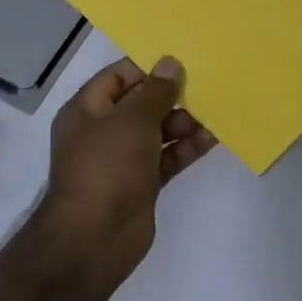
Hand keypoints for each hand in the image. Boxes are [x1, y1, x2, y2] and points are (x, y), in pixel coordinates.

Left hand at [38, 56, 216, 296]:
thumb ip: (155, 92)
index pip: (118, 76)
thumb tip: (171, 63)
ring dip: (184, 122)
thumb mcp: (131, 121)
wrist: (95, 238)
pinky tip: (212, 139)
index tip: (183, 62)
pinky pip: (166, 157)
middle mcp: (102, 131)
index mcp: (86, 110)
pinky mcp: (141, 183)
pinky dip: (186, 148)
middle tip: (207, 88)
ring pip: (157, 131)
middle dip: (172, 97)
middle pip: (140, 104)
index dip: (148, 68)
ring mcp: (122, 159)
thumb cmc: (107, 168)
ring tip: (215, 114)